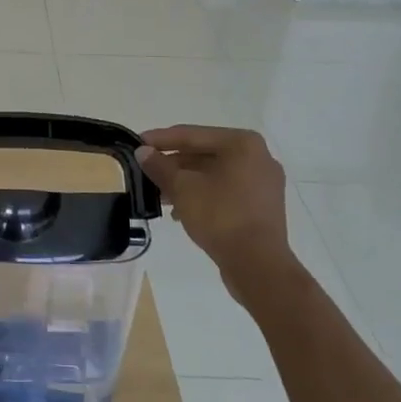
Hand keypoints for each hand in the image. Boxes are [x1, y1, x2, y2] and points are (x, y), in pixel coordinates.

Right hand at [136, 127, 293, 290]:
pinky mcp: (262, 205)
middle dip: (173, 164)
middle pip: (204, 153)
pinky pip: (226, 190)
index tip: (137, 142)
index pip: (192, 135)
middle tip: (145, 170)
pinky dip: (203, 194)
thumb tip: (142, 152)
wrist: (258, 266)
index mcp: (242, 144)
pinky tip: (180, 209)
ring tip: (158, 194)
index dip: (161, 139)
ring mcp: (263, 182)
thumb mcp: (183, 188)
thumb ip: (160, 166)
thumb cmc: (221, 217)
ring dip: (185, 181)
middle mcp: (258, 157)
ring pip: (214, 173)